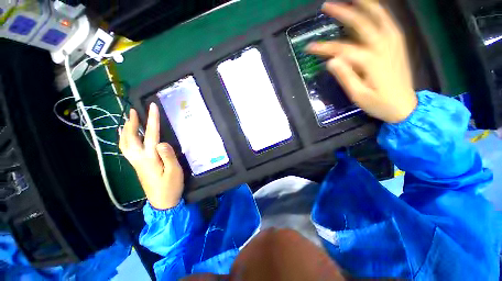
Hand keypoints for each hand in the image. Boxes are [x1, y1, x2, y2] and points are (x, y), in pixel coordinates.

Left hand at [119, 103, 183, 208]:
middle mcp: (139, 159)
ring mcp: (136, 163)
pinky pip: (126, 149)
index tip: (152, 107)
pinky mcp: (138, 166)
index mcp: (149, 159)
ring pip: (125, 144)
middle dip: (131, 123)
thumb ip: (168, 155)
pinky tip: (128, 137)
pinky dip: (125, 140)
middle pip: (130, 138)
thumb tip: (162, 142)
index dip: (152, 120)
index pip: (151, 135)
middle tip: (133, 111)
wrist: (162, 202)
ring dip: (126, 130)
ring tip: (128, 121)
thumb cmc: (170, 186)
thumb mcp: (174, 171)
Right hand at [307, 0, 416, 122]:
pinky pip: (388, 21)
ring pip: (379, 16)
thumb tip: (331, 61)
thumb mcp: (358, 96)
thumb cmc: (379, 103)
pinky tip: (372, 8)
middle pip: (361, 24)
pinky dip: (379, 11)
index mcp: (370, 61)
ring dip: (364, 5)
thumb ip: (345, 77)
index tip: (309, 47)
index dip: (324, 48)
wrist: (405, 106)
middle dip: (343, 13)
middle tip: (327, 6)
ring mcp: (393, 43)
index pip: (341, 50)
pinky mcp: (398, 44)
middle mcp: (383, 46)